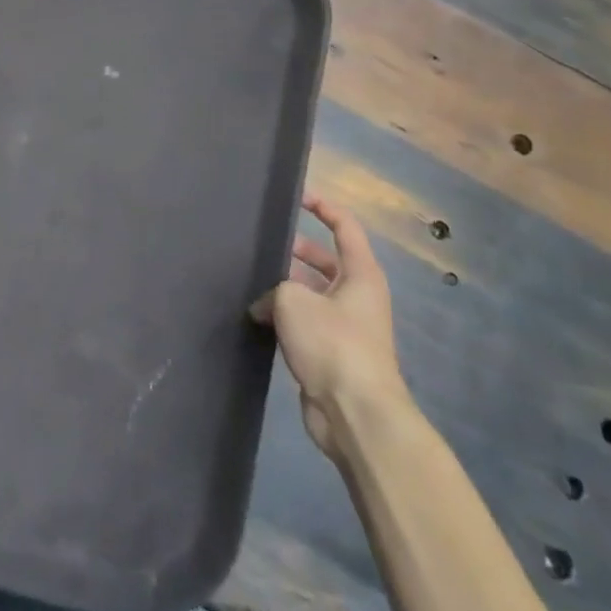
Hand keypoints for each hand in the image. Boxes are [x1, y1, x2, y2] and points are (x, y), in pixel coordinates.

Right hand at [253, 194, 406, 459]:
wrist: (355, 413)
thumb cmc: (332, 344)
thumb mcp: (293, 300)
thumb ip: (274, 289)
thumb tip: (266, 307)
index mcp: (360, 275)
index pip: (345, 227)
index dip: (323, 207)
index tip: (296, 197)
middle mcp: (357, 296)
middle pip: (324, 261)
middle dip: (293, 252)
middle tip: (261, 246)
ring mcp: (345, 326)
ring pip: (310, 293)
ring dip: (283, 288)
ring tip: (249, 281)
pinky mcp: (331, 354)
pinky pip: (303, 323)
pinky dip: (283, 318)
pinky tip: (256, 319)